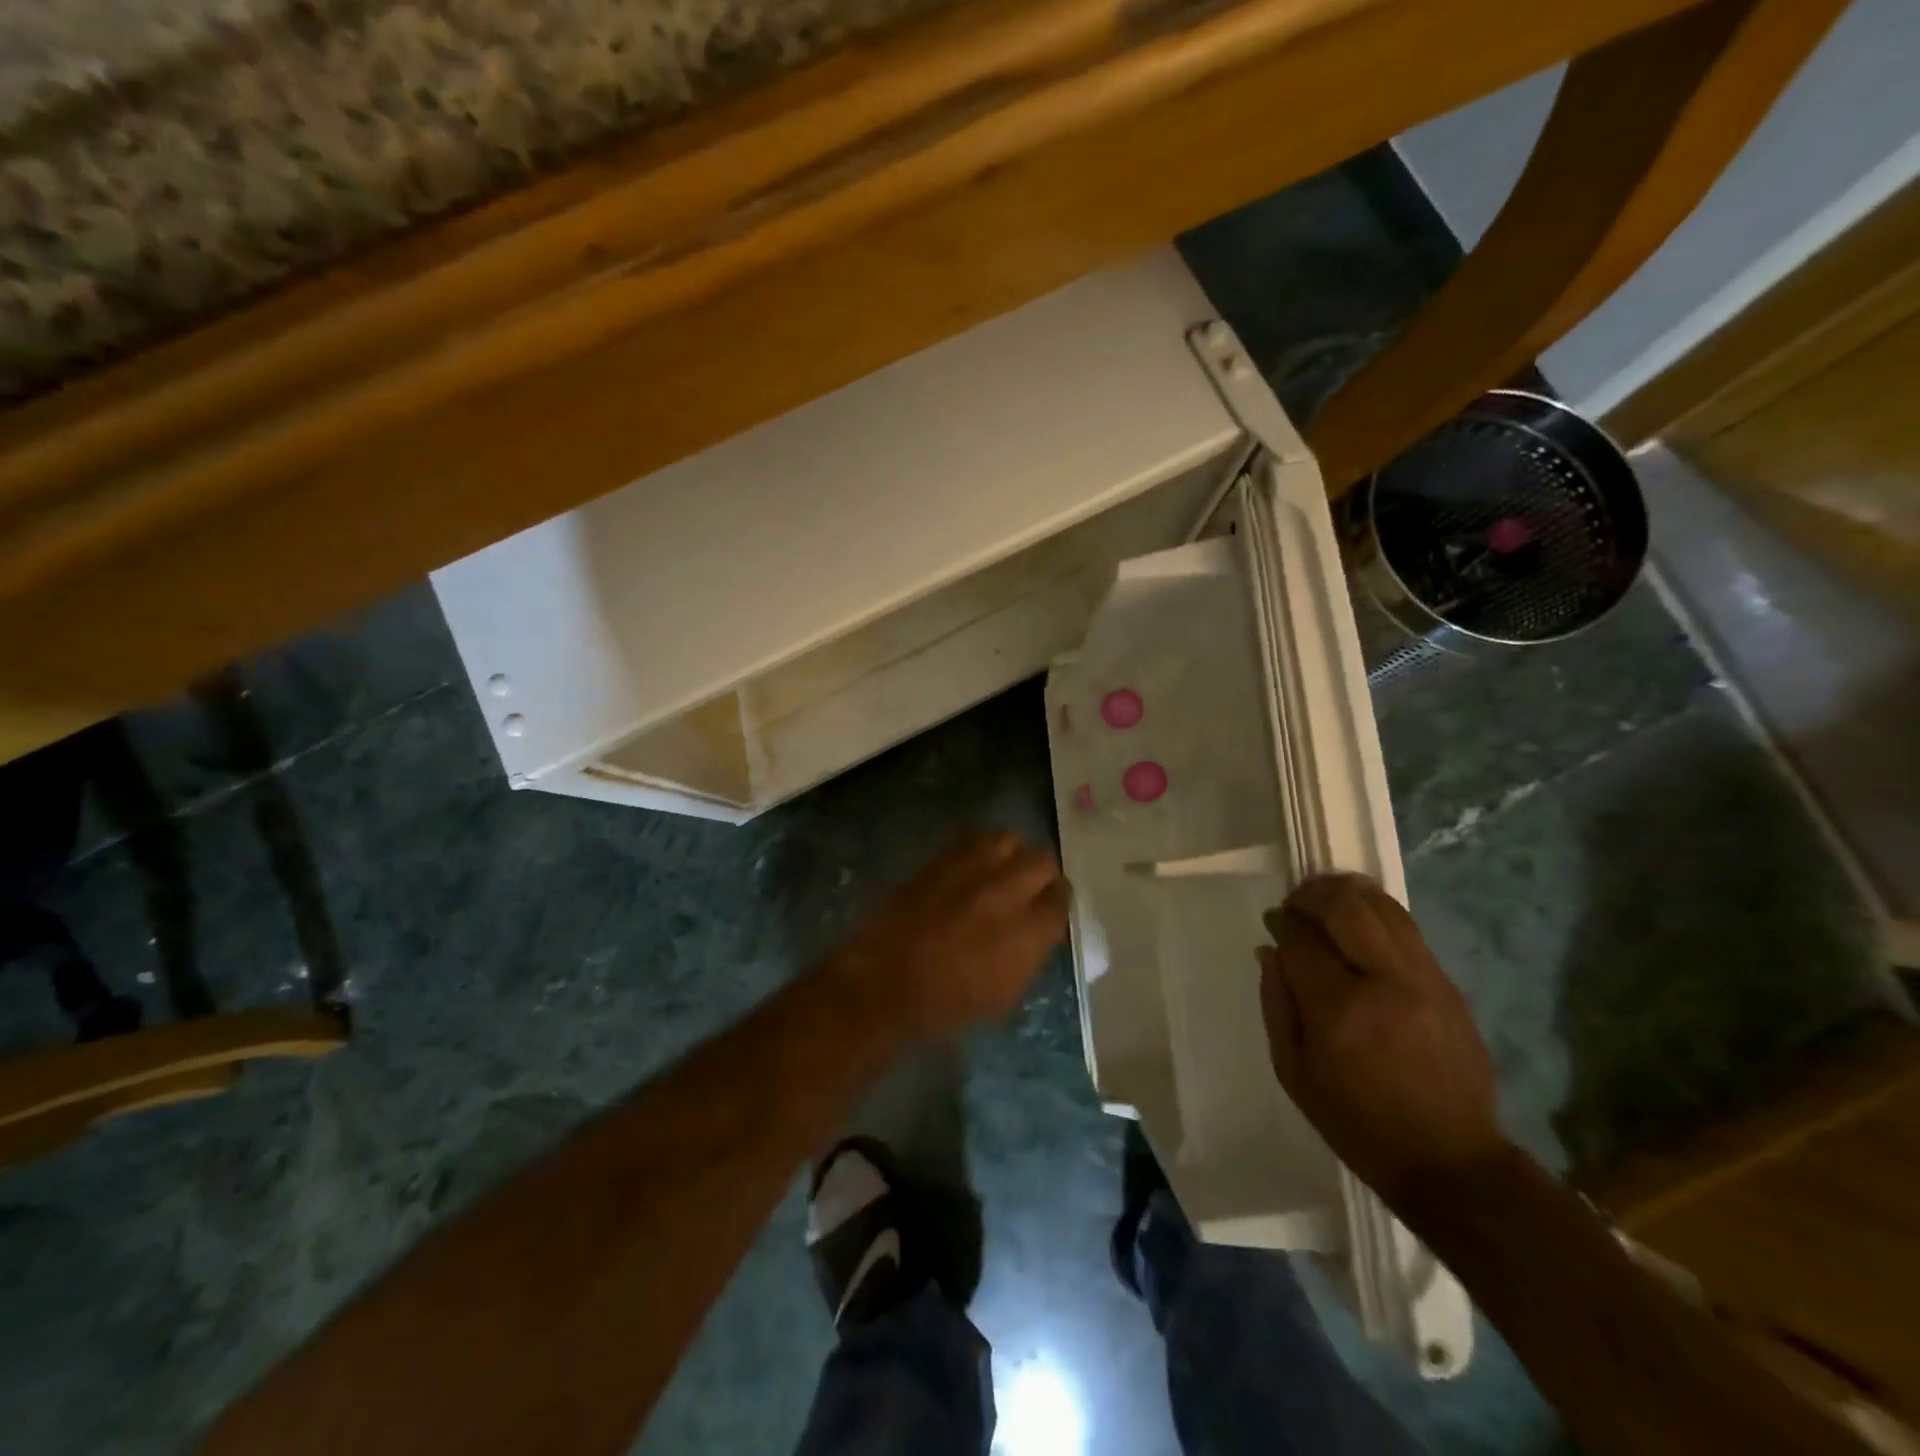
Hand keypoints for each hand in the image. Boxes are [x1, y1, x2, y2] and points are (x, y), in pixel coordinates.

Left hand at [829, 832, 1068, 1036]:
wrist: (886, 983)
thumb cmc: (948, 1003)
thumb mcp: (1005, 993)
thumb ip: (1030, 953)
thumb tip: (1038, 929)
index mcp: (1028, 931)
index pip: (1061, 899)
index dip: (1057, 902)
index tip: (1049, 907)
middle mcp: (1006, 892)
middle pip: (1042, 860)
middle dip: (1041, 873)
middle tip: (1031, 886)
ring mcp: (971, 870)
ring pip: (1009, 838)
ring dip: (1011, 853)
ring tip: (1002, 867)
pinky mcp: (941, 860)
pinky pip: (972, 839)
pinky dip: (980, 848)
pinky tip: (973, 864)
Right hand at [1259, 875, 1509, 1212]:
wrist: (1451, 1160)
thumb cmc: (1357, 1122)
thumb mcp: (1294, 1072)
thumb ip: (1276, 1004)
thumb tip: (1270, 951)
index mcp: (1339, 1010)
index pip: (1302, 940)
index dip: (1284, 923)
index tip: (1275, 922)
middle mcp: (1384, 982)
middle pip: (1346, 907)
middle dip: (1313, 894)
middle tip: (1297, 902)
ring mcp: (1424, 979)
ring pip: (1384, 908)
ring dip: (1349, 894)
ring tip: (1328, 900)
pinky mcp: (1448, 985)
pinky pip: (1408, 929)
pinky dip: (1378, 914)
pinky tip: (1361, 923)